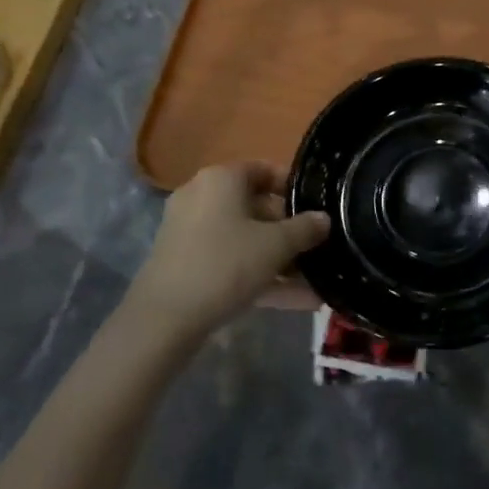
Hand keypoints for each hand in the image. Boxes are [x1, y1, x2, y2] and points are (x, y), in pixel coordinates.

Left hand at [123, 164, 329, 348]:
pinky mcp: (186, 264)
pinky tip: (297, 301)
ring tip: (315, 280)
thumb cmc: (226, 264)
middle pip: (255, 206)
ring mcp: (190, 232)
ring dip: (279, 259)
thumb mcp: (276, 245)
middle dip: (289, 230)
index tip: (317, 207)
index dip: (293, 187)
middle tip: (318, 247)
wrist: (164, 318)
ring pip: (245, 239)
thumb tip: (324, 219)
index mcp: (221, 179)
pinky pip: (231, 261)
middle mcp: (202, 197)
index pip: (264, 170)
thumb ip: (305, 229)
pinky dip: (260, 275)